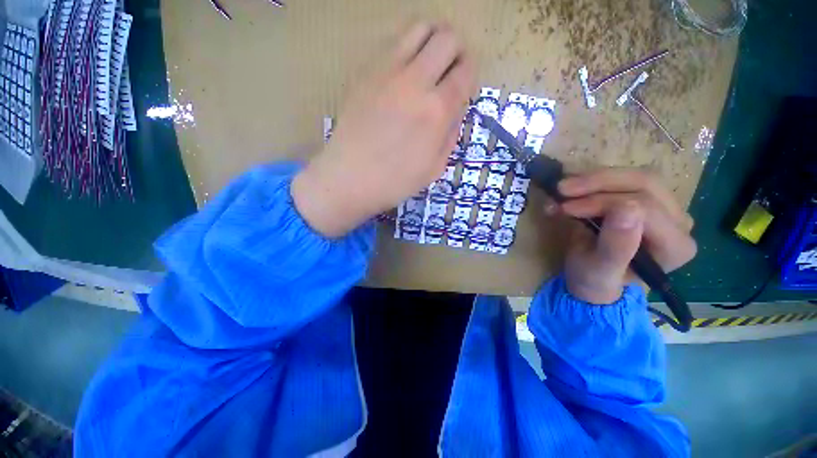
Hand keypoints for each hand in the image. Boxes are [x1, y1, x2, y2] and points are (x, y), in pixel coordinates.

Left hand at [292, 22, 475, 237]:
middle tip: (450, 73)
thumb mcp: (434, 168)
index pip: (465, 72)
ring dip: (432, 41)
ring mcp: (386, 72)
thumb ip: (451, 135)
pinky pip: (393, 42)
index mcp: (436, 111)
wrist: (349, 177)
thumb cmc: (395, 181)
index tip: (463, 88)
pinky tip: (403, 73)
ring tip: (428, 65)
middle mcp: (415, 82)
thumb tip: (455, 111)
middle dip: (456, 52)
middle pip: (447, 38)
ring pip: (419, 28)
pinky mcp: (365, 72)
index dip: (470, 75)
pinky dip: (407, 49)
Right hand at [547, 168, 696, 304]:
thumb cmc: (594, 279)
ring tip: (563, 189)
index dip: (602, 202)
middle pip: (645, 184)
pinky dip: (594, 180)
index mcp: (675, 247)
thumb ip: (616, 246)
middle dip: (598, 182)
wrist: (592, 278)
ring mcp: (667, 207)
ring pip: (637, 176)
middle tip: (562, 189)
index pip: (645, 208)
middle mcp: (679, 223)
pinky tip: (573, 188)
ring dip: (595, 179)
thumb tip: (625, 209)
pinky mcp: (649, 199)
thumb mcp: (599, 271)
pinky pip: (626, 178)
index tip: (565, 207)